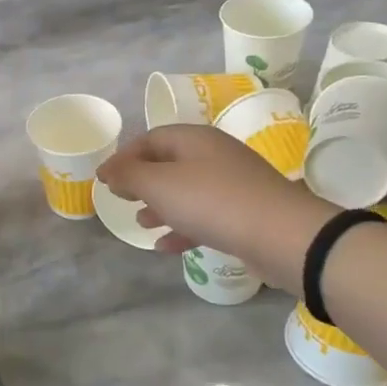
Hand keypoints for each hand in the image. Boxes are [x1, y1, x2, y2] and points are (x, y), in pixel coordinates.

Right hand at [96, 125, 334, 292]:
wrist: (282, 235)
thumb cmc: (212, 202)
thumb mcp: (159, 185)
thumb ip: (129, 175)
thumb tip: (108, 170)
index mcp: (194, 140)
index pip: (150, 138)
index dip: (124, 157)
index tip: (104, 179)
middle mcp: (214, 156)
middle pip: (169, 163)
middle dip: (142, 181)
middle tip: (122, 198)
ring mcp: (232, 185)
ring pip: (186, 191)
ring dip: (161, 206)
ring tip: (142, 222)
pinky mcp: (244, 214)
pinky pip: (205, 216)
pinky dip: (183, 227)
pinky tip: (166, 246)